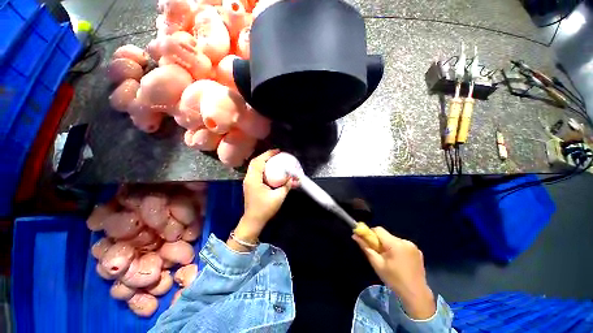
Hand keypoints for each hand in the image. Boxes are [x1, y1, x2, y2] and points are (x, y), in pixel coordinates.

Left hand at [236, 150, 292, 240]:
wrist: (253, 221)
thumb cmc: (265, 209)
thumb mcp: (279, 197)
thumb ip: (287, 186)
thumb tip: (294, 178)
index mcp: (253, 179)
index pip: (258, 162)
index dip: (268, 154)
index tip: (277, 151)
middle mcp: (248, 178)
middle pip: (255, 162)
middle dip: (265, 156)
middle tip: (276, 154)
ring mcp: (248, 182)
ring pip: (254, 166)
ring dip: (263, 161)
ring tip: (273, 160)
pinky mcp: (250, 185)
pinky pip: (255, 171)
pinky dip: (262, 167)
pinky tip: (269, 169)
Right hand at [353, 227, 435, 319]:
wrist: (416, 295)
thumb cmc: (394, 280)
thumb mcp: (377, 264)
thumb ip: (366, 247)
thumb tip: (355, 235)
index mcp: (395, 244)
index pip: (378, 230)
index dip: (370, 234)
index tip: (368, 243)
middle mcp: (405, 241)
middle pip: (386, 235)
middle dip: (379, 242)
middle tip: (378, 254)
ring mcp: (413, 246)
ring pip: (393, 240)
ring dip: (388, 246)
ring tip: (389, 260)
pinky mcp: (418, 251)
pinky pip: (402, 245)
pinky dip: (397, 249)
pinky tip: (399, 261)